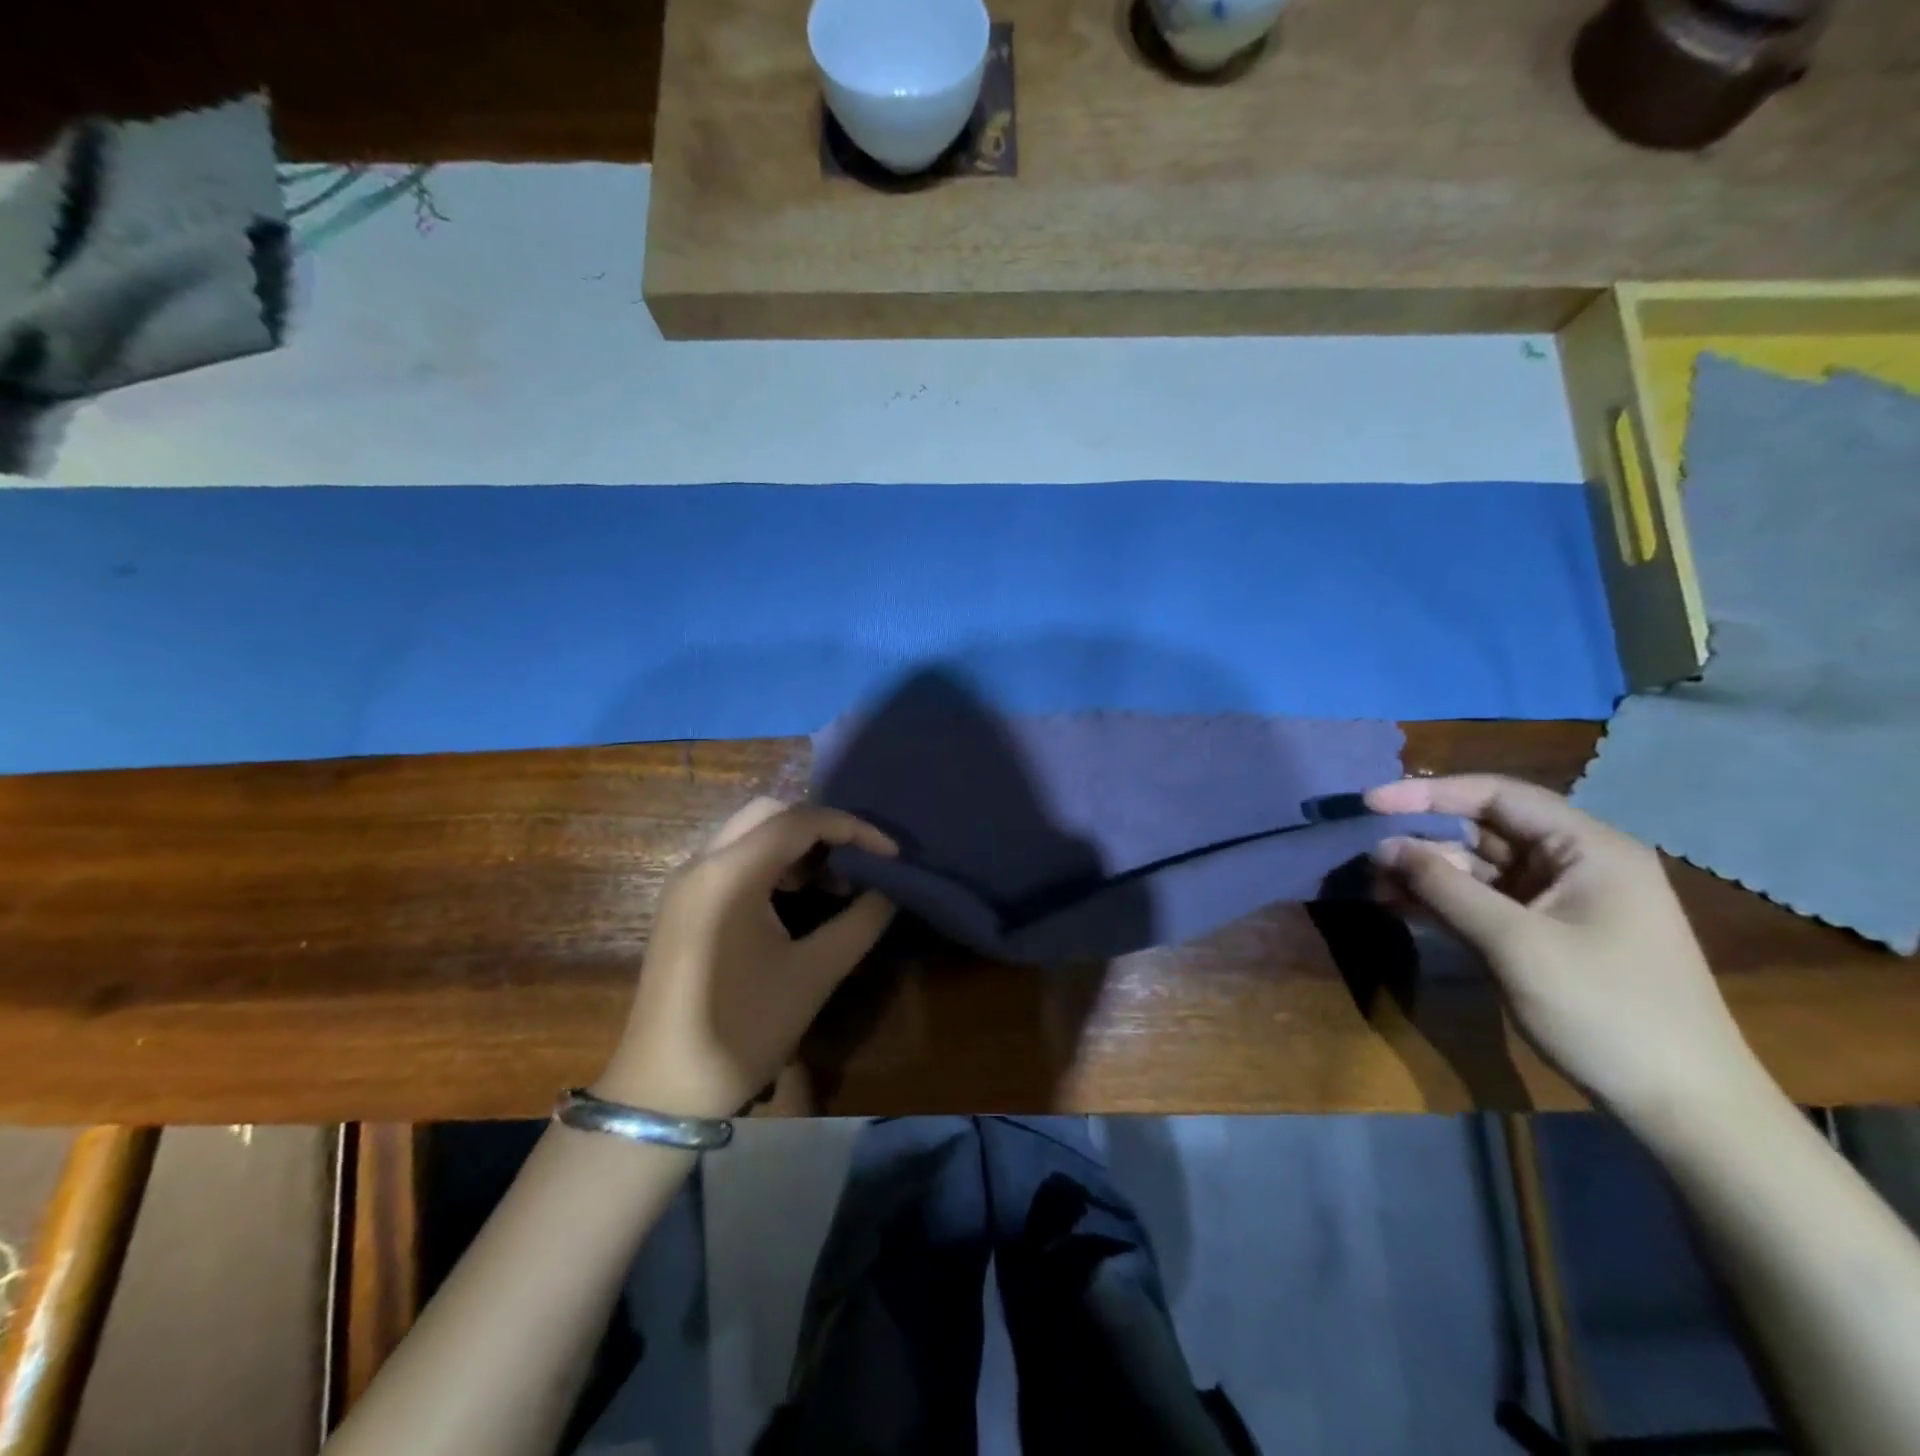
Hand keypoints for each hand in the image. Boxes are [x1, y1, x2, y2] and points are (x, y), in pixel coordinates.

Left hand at [597, 798, 897, 1119]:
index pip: (799, 821)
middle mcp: (701, 863)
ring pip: (748, 832)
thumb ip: (860, 922)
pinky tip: (795, 897)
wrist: (664, 1091)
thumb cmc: (743, 1030)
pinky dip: (770, 862)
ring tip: (834, 881)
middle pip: (769, 813)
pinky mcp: (682, 904)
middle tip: (857, 861)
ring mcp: (686, 883)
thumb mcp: (814, 975)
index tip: (891, 855)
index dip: (853, 828)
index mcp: (729, 874)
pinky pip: (731, 858)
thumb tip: (890, 891)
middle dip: (820, 828)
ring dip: (794, 844)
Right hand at [1365, 774, 1761, 1122]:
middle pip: (1484, 829)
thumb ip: (1444, 887)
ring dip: (1426, 872)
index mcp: (1588, 848)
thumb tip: (1383, 846)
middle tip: (1366, 853)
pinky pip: (1484, 901)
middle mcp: (1575, 863)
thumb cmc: (1606, 1011)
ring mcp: (1560, 900)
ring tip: (1373, 883)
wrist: (1683, 1107)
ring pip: (1478, 867)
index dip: (1429, 794)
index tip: (1370, 804)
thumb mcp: (1515, 944)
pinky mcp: (1545, 933)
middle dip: (1423, 838)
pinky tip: (1399, 905)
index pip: (1496, 796)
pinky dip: (1443, 901)